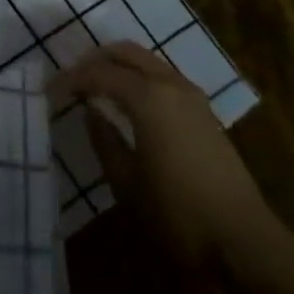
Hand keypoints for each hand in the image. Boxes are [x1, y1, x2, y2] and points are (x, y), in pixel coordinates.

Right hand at [50, 42, 275, 273]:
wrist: (244, 240)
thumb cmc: (177, 212)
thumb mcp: (126, 182)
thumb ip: (104, 139)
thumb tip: (92, 112)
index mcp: (148, 97)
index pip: (99, 74)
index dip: (71, 79)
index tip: (50, 90)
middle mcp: (171, 85)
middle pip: (127, 53)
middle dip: (96, 59)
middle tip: (73, 78)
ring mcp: (193, 97)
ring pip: (148, 62)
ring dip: (120, 67)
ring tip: (97, 88)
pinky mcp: (205, 113)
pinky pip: (164, 78)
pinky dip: (140, 79)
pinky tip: (129, 103)